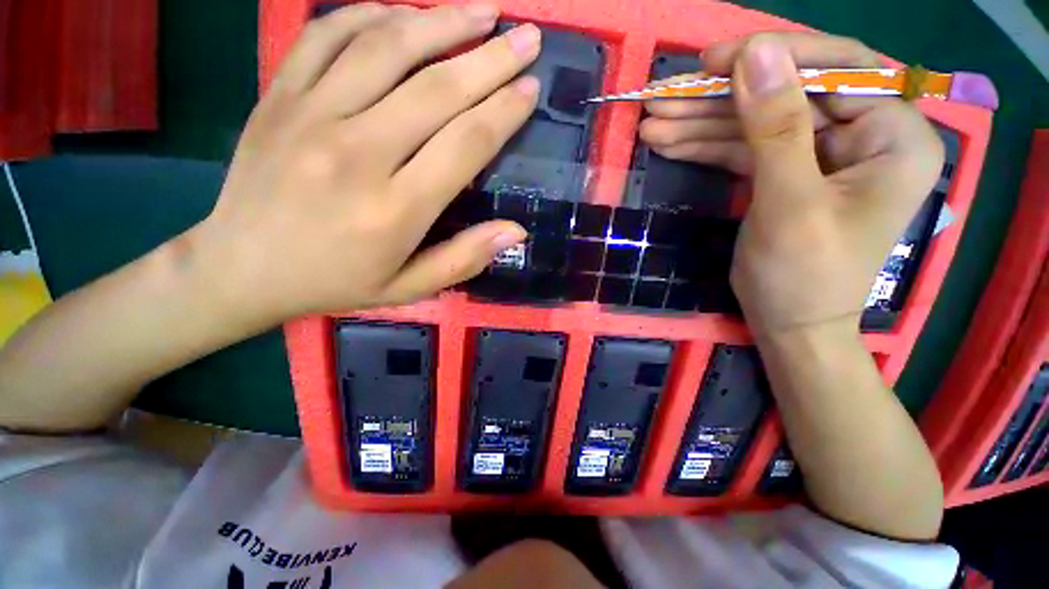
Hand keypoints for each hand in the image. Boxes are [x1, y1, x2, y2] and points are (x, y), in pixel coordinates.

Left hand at [193, 3, 539, 324]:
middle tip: (526, 37)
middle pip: (437, 89)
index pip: (465, 144)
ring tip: (482, 10)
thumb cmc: (335, 282)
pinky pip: (328, 35)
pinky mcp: (279, 96)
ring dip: (443, 21)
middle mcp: (357, 153)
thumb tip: (516, 231)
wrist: (240, 268)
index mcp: (395, 209)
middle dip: (491, 59)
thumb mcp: (409, 288)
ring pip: (387, 47)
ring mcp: (310, 115)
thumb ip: (464, 259)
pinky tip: (404, 13)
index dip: (504, 112)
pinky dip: (372, 14)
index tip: (531, 89)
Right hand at [640, 33, 943, 333]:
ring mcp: (819, 154)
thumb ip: (775, 127)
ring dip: (700, 123)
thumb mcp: (790, 202)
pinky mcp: (784, 173)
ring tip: (652, 122)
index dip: (773, 56)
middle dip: (718, 98)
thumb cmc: (804, 276)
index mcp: (894, 136)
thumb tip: (753, 54)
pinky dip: (704, 146)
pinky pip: (743, 148)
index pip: (837, 69)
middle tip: (663, 96)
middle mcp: (862, 134)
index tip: (713, 60)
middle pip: (785, 95)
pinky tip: (669, 143)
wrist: (789, 324)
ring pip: (755, 122)